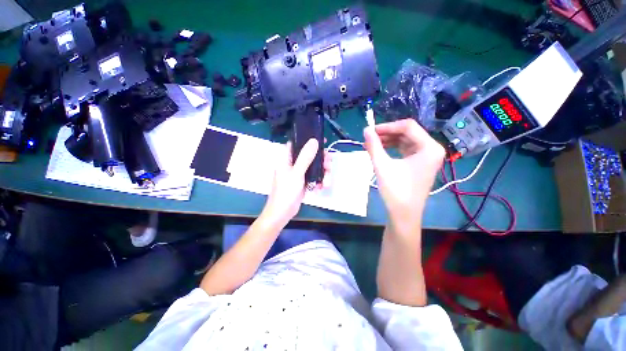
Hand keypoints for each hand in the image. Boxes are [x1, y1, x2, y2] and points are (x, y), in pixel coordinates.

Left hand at [261, 139, 322, 227]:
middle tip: (329, 165)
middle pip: (309, 156)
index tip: (322, 142)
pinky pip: (313, 177)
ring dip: (322, 174)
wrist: (282, 213)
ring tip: (326, 183)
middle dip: (321, 161)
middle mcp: (292, 164)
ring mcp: (298, 173)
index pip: (298, 143)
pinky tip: (320, 188)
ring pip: (314, 167)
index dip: (309, 141)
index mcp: (286, 158)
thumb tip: (314, 140)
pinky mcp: (302, 182)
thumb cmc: (286, 192)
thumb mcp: (297, 173)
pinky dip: (318, 182)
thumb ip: (305, 157)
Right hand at [364, 119, 444, 234]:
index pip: (408, 126)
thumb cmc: (396, 191)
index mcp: (429, 147)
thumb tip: (366, 130)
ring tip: (371, 144)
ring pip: (405, 141)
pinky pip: (405, 150)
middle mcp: (432, 149)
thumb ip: (374, 145)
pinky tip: (380, 151)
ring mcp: (427, 157)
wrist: (404, 214)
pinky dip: (392, 149)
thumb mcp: (382, 165)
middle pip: (407, 133)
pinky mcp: (420, 163)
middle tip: (369, 138)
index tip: (370, 131)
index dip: (387, 126)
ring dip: (388, 141)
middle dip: (387, 134)